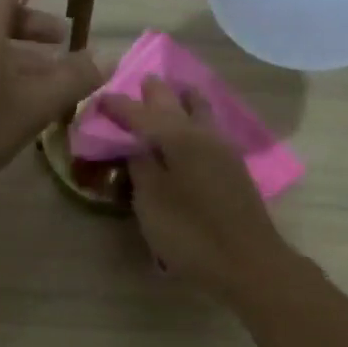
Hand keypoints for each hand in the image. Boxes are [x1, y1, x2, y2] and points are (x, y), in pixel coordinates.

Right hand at [100, 78, 292, 299]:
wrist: (247, 263)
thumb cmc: (191, 233)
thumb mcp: (152, 202)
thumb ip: (141, 168)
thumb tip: (136, 146)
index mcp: (179, 138)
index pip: (142, 113)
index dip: (120, 106)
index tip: (100, 98)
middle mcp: (203, 135)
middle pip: (176, 104)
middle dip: (156, 94)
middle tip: (140, 84)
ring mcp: (224, 152)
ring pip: (201, 113)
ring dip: (184, 102)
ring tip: (172, 95)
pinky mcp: (234, 170)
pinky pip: (209, 131)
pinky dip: (195, 122)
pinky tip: (192, 130)